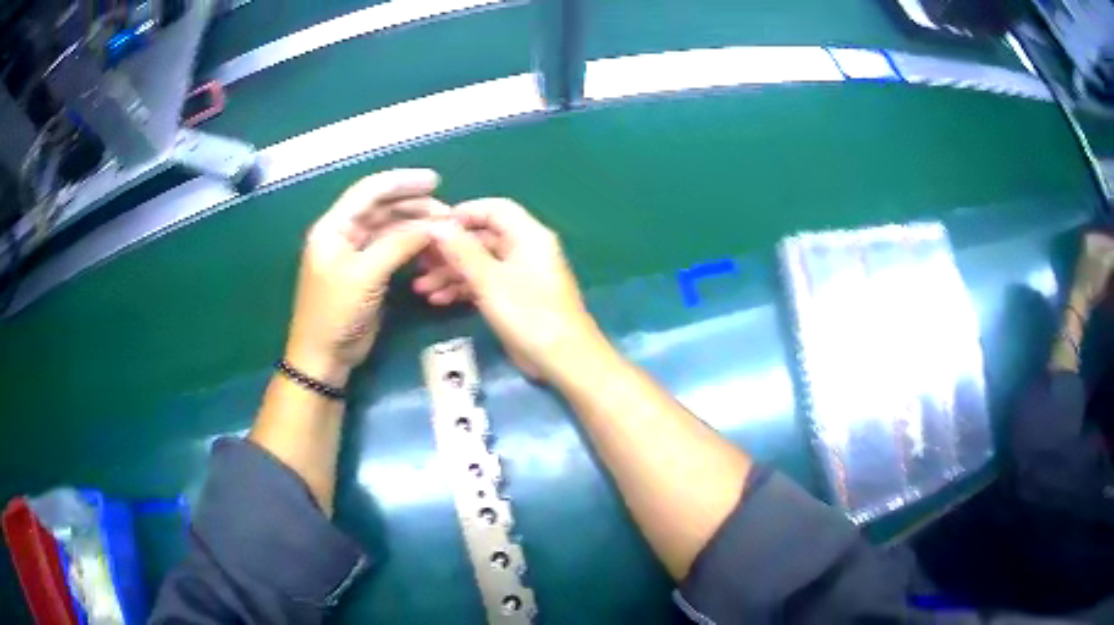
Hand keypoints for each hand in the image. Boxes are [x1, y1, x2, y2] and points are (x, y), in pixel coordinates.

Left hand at [286, 169, 443, 385]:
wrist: (324, 357)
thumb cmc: (335, 314)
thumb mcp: (365, 275)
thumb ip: (397, 244)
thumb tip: (433, 226)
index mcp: (333, 227)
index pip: (369, 192)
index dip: (401, 182)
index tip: (434, 181)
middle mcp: (343, 233)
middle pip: (381, 207)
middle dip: (413, 204)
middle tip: (447, 211)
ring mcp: (355, 253)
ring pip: (388, 227)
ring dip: (415, 224)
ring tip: (444, 227)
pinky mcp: (367, 271)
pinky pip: (391, 248)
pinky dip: (410, 244)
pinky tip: (429, 244)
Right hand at [416, 198, 605, 380]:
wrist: (562, 359)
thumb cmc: (529, 314)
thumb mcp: (490, 281)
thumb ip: (462, 251)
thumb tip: (436, 226)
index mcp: (528, 236)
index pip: (494, 209)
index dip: (463, 213)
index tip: (433, 227)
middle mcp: (525, 249)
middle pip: (483, 237)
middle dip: (450, 250)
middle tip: (419, 261)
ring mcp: (519, 274)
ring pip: (480, 263)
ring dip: (451, 273)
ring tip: (422, 288)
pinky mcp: (514, 297)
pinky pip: (485, 283)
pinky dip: (463, 289)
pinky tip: (438, 300)